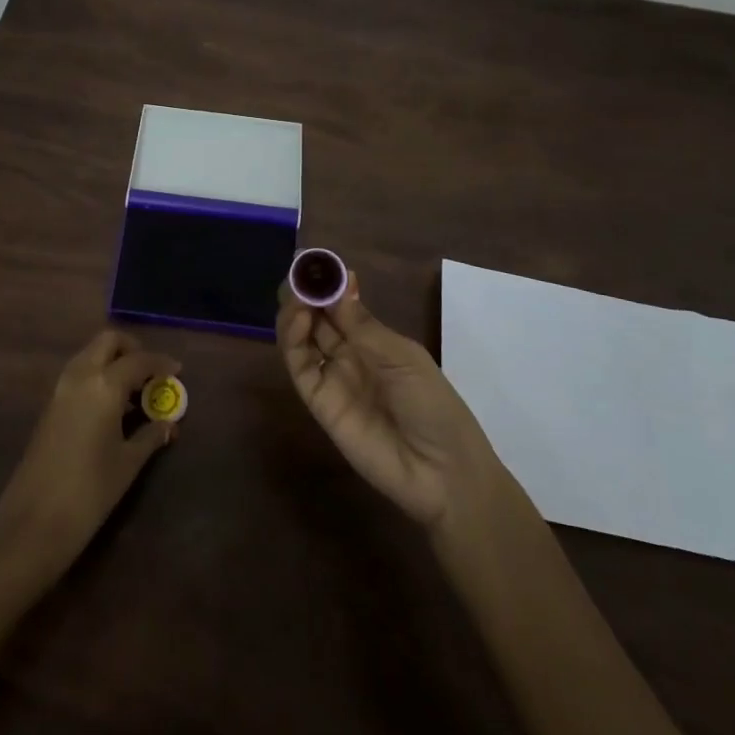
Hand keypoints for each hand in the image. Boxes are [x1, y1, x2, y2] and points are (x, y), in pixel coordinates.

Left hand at [0, 330, 179, 577]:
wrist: (33, 524)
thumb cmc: (90, 492)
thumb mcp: (128, 463)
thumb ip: (150, 436)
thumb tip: (168, 424)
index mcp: (104, 385)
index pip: (139, 360)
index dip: (161, 363)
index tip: (177, 371)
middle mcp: (80, 376)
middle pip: (107, 342)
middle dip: (132, 349)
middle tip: (150, 372)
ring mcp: (60, 390)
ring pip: (89, 355)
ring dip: (112, 361)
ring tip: (134, 391)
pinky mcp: (49, 406)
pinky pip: (78, 374)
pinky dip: (97, 376)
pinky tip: (111, 406)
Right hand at [279, 271, 504, 532]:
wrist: (442, 472)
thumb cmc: (434, 405)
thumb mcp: (403, 358)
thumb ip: (364, 325)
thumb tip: (340, 282)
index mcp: (375, 340)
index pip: (342, 305)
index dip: (329, 284)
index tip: (316, 262)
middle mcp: (349, 355)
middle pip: (317, 318)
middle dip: (306, 294)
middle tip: (299, 274)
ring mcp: (333, 378)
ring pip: (302, 338)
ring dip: (295, 312)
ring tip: (298, 296)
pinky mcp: (319, 403)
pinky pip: (300, 367)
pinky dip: (292, 340)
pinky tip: (299, 320)